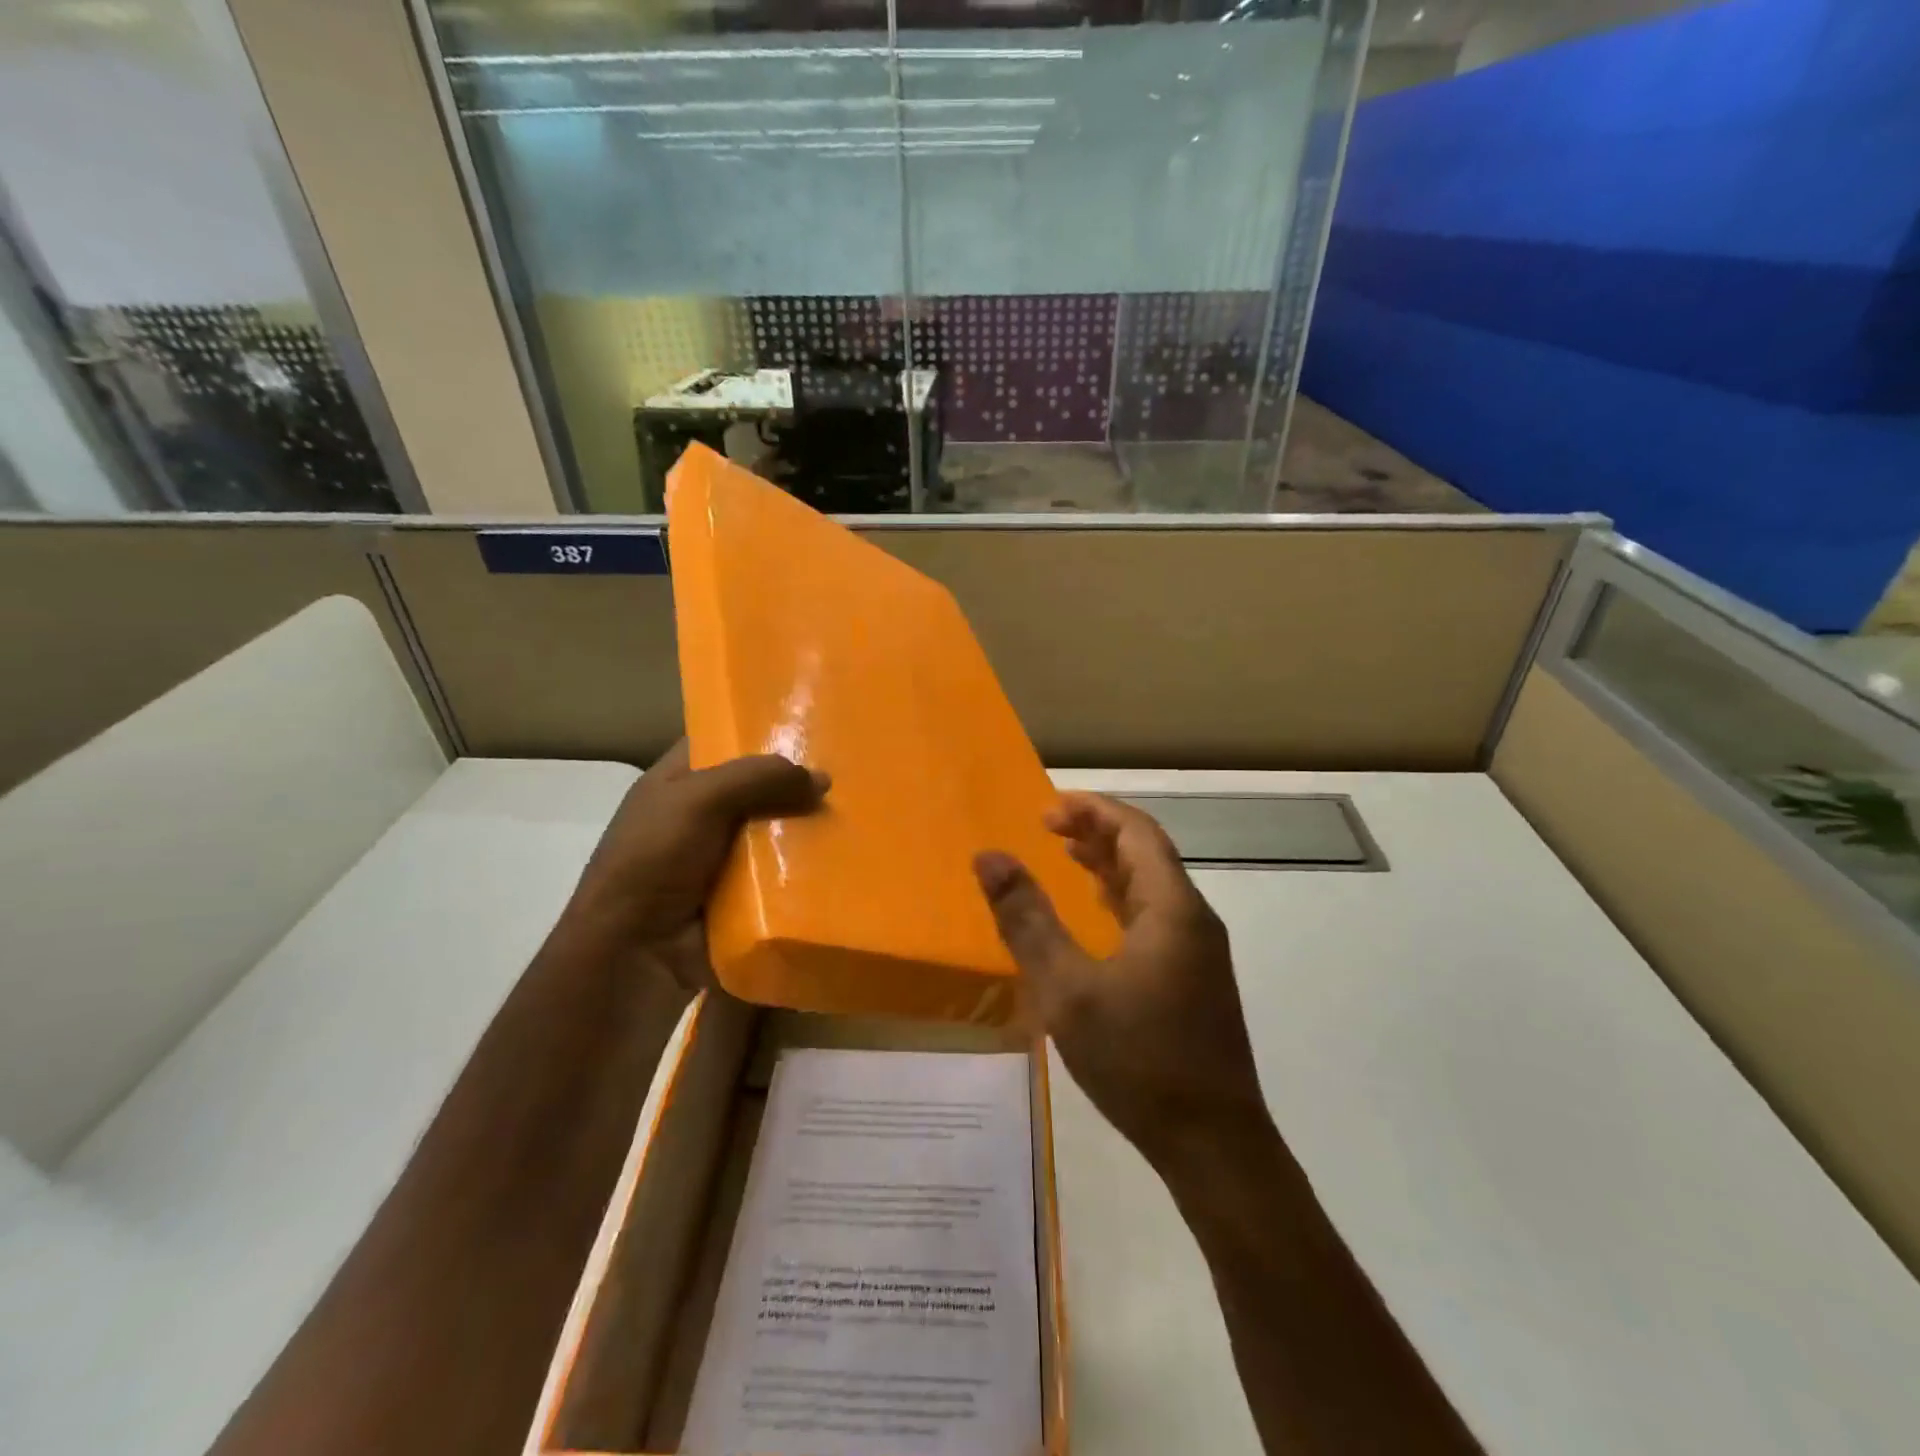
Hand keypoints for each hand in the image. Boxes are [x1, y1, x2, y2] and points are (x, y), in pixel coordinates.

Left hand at [566, 740, 827, 989]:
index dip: (758, 729)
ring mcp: (721, 859)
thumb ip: (758, 778)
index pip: (720, 741)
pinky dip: (805, 869)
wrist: (635, 954)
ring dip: (806, 829)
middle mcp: (699, 816)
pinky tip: (843, 858)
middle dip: (795, 783)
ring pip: (774, 832)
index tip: (810, 722)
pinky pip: (781, 874)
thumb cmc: (653, 861)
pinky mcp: (742, 897)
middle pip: (757, 788)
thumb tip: (823, 778)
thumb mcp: (699, 801)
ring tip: (856, 814)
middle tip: (847, 772)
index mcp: (676, 783)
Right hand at [973, 793, 1271, 1174]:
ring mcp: (1198, 951)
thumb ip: (1027, 920)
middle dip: (1098, 831)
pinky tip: (1098, 915)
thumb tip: (989, 857)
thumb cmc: (1140, 1060)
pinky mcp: (1194, 980)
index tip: (1048, 809)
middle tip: (1048, 827)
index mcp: (1172, 907)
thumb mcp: (1068, 989)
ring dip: (1110, 863)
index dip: (1093, 810)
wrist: (1214, 1146)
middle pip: (1146, 853)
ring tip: (1066, 856)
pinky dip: (1121, 899)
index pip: (1136, 831)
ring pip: (1152, 886)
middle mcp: (1192, 918)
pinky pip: (1156, 917)